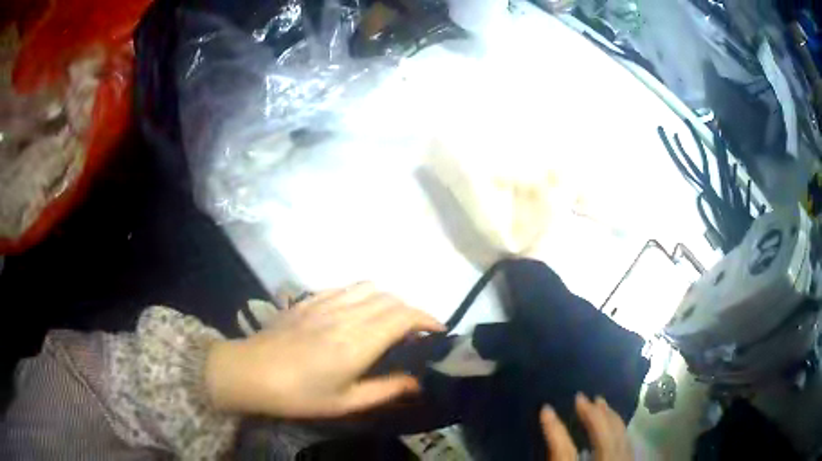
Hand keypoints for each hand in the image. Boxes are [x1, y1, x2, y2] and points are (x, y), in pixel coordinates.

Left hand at [205, 283, 444, 417]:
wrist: (251, 372)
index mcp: (357, 341)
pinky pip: (346, 287)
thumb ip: (386, 389)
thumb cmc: (299, 394)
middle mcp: (346, 315)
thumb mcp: (346, 402)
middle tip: (415, 334)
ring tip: (390, 321)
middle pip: (391, 298)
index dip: (427, 319)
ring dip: (389, 300)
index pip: (404, 316)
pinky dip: (364, 294)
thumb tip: (418, 381)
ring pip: (370, 288)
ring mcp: (326, 302)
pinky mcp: (310, 299)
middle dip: (411, 312)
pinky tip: (359, 311)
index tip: (438, 331)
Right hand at [540, 394, 631, 460]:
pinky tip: (614, 420)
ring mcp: (623, 460)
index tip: (545, 409)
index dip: (554, 430)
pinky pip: (628, 440)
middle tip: (581, 397)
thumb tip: (549, 425)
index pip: (565, 451)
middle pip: (603, 437)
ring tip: (600, 402)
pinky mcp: (630, 459)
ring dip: (609, 417)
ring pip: (620, 435)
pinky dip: (620, 427)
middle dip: (592, 416)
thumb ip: (556, 456)